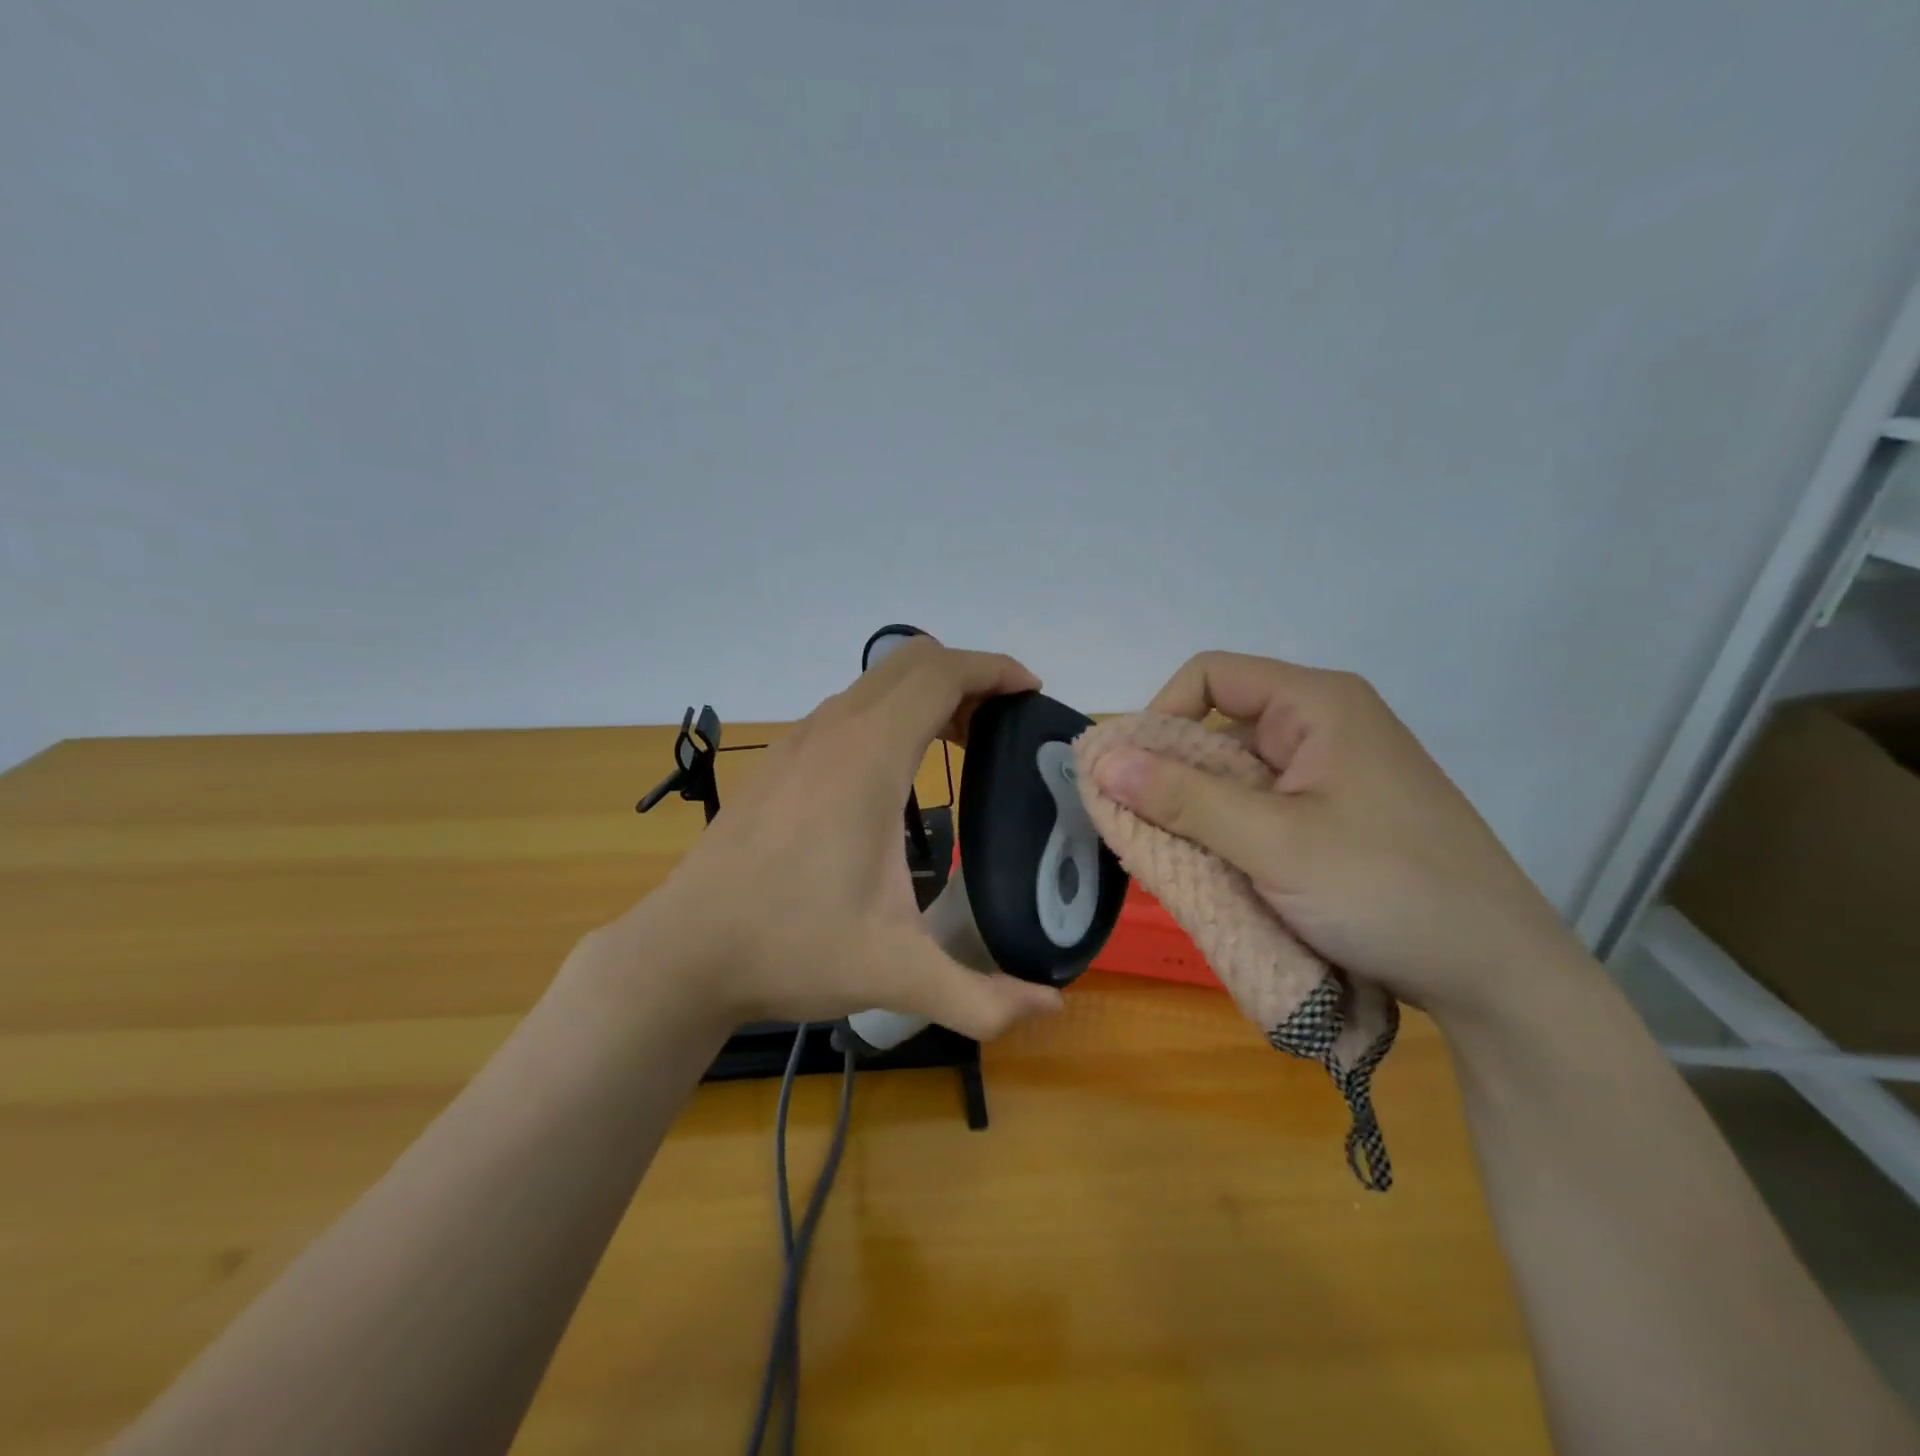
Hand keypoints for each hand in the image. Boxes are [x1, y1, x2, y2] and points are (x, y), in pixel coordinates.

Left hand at [604, 638, 1065, 1038]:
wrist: (685, 951)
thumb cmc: (792, 947)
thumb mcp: (896, 975)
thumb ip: (981, 997)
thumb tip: (1052, 1006)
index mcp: (868, 759)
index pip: (940, 674)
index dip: (993, 669)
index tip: (1031, 692)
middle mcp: (833, 732)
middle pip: (911, 660)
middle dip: (967, 674)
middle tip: (1002, 724)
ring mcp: (799, 741)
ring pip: (875, 682)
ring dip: (926, 693)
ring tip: (961, 743)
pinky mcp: (778, 761)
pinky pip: (848, 708)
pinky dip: (889, 712)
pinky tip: (896, 771)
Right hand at [1090, 651, 1582, 1024]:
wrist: (1498, 975)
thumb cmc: (1385, 890)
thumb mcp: (1272, 843)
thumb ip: (1181, 797)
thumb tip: (1100, 758)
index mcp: (1317, 705)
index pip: (1210, 676)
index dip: (1161, 716)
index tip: (1135, 776)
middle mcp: (1323, 725)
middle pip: (1219, 725)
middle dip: (1173, 775)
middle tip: (1143, 830)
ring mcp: (1332, 773)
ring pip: (1236, 772)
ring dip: (1198, 810)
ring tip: (1177, 859)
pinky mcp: (1336, 815)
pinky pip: (1260, 806)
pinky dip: (1228, 832)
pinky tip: (1217, 870)